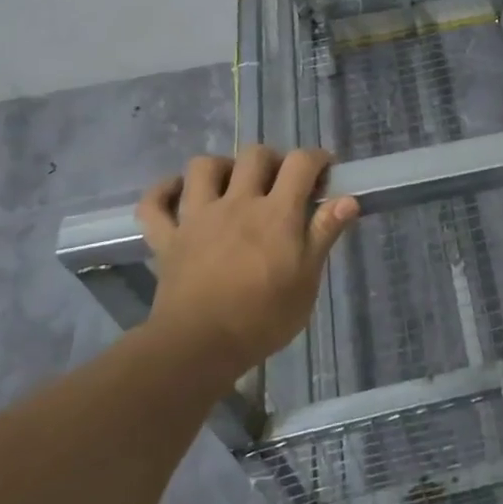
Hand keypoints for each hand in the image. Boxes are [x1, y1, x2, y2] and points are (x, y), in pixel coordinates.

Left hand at [134, 147, 359, 375]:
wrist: (198, 347)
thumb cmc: (263, 318)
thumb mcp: (307, 281)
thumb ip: (324, 234)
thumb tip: (348, 199)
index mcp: (276, 213)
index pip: (300, 163)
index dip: (316, 158)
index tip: (324, 171)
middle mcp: (237, 203)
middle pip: (254, 155)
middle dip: (272, 159)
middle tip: (280, 183)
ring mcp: (197, 217)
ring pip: (202, 167)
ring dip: (219, 168)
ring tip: (231, 185)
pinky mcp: (167, 238)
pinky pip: (154, 204)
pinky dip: (163, 192)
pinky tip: (178, 195)